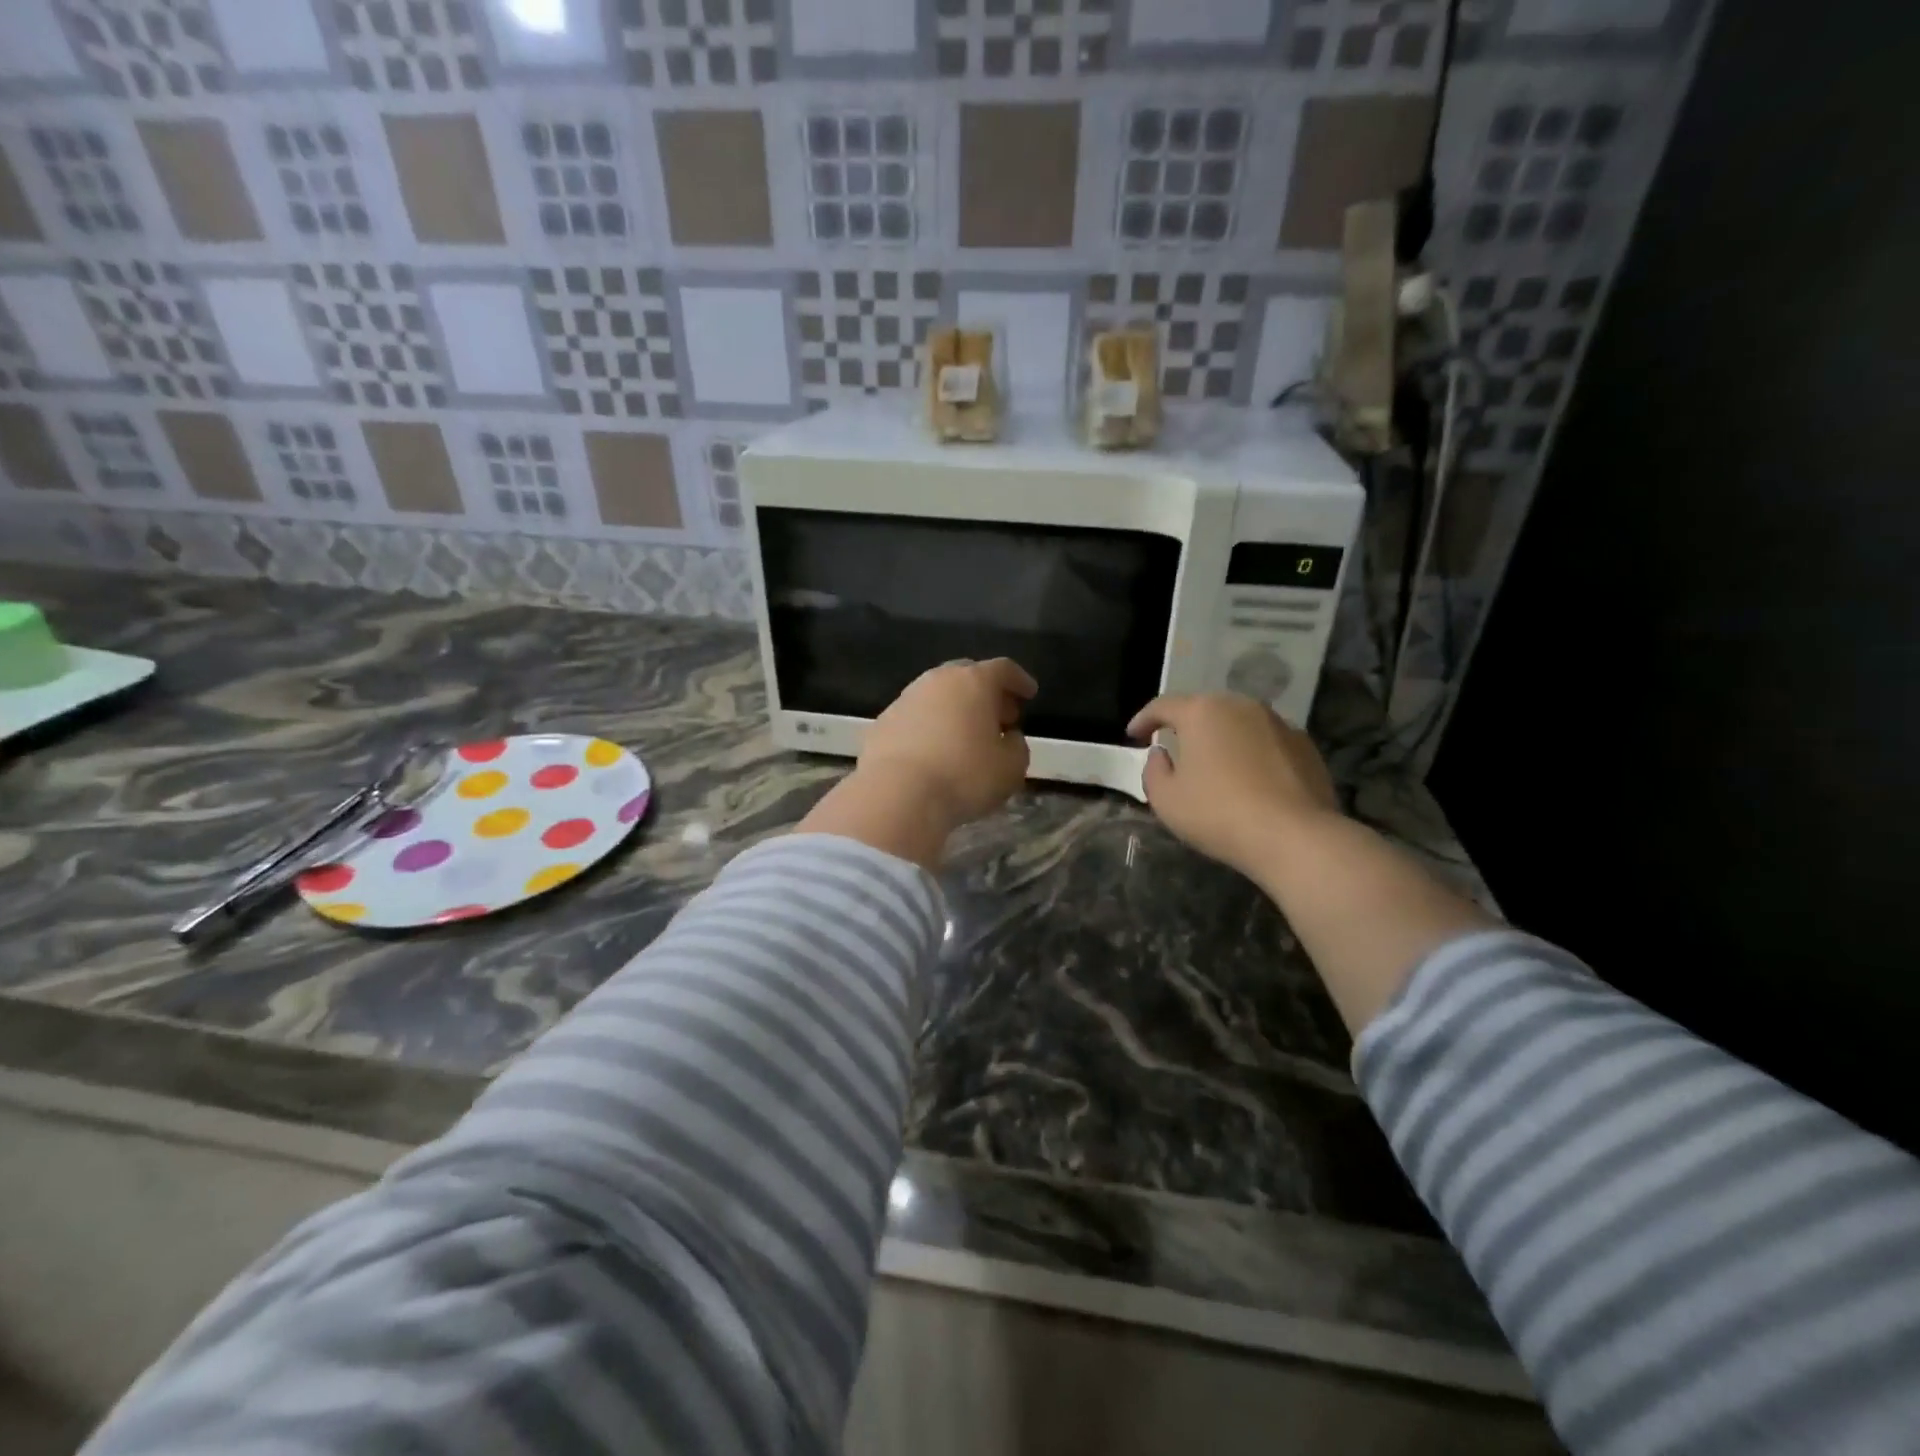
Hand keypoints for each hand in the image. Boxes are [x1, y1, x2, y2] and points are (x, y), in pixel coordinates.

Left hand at [860, 658, 1035, 826]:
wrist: (897, 795)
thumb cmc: (964, 776)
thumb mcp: (1011, 768)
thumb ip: (1017, 746)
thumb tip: (1008, 737)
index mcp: (973, 682)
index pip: (1003, 669)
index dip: (1020, 680)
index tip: (1029, 694)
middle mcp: (937, 680)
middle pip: (967, 675)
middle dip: (986, 693)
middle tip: (999, 717)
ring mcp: (905, 699)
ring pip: (937, 695)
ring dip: (955, 709)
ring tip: (966, 737)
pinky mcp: (882, 723)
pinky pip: (915, 717)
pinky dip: (929, 727)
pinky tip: (934, 751)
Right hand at [1127, 693, 1341, 878]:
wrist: (1295, 836)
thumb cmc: (1218, 813)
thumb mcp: (1166, 799)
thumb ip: (1154, 770)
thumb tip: (1162, 754)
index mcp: (1202, 711)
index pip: (1163, 706)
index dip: (1143, 720)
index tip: (1133, 736)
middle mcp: (1241, 706)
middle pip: (1204, 709)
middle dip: (1186, 726)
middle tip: (1174, 747)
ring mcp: (1278, 722)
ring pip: (1239, 723)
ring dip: (1222, 738)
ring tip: (1214, 764)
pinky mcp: (1305, 745)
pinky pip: (1266, 742)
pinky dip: (1252, 753)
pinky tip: (1250, 779)